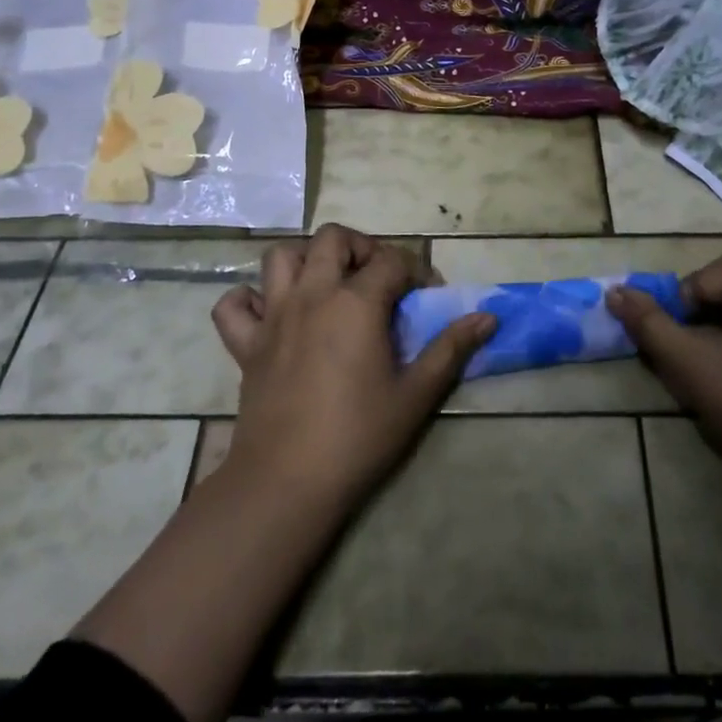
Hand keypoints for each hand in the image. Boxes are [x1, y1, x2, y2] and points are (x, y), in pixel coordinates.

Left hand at [212, 225, 495, 507]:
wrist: (287, 482)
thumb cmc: (358, 436)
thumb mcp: (416, 394)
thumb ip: (451, 349)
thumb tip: (487, 317)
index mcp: (356, 302)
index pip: (392, 260)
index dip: (416, 270)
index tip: (427, 295)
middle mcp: (312, 294)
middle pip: (333, 239)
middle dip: (362, 247)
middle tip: (377, 279)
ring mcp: (273, 315)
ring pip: (281, 256)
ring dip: (306, 260)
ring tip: (327, 285)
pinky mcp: (245, 344)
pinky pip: (233, 304)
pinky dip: (249, 299)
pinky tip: (271, 315)